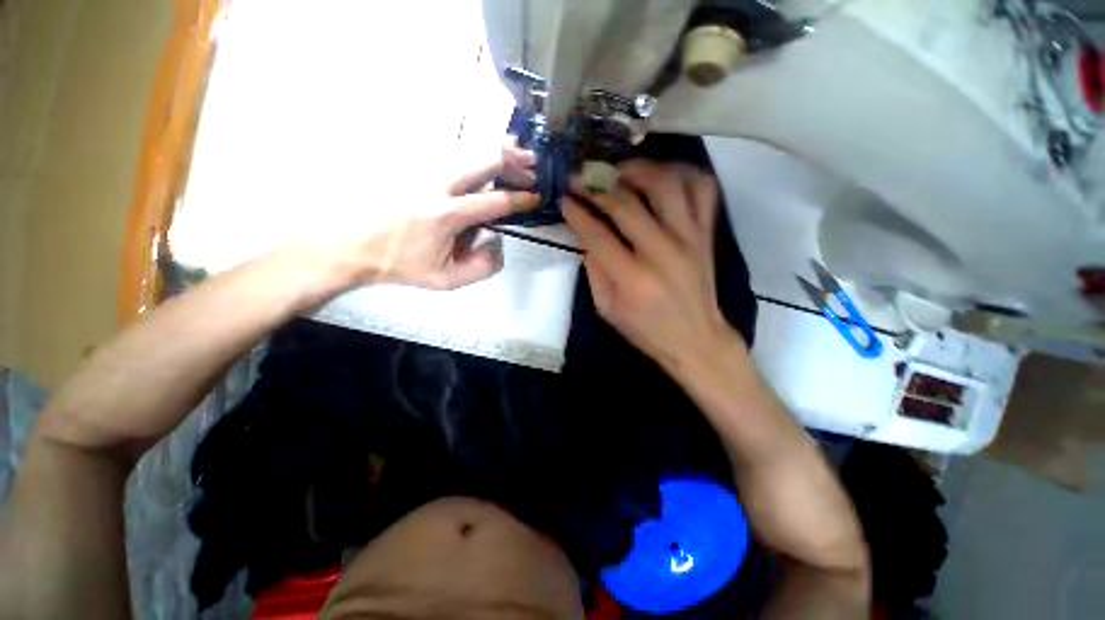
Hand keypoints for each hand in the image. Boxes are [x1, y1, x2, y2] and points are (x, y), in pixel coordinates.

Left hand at [328, 139, 538, 290]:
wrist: (354, 246)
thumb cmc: (402, 265)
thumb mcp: (446, 280)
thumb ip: (482, 267)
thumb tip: (498, 241)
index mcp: (447, 215)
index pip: (495, 202)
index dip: (520, 199)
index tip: (535, 197)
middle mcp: (437, 184)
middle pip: (484, 161)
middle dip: (513, 162)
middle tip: (532, 166)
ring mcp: (422, 169)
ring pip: (468, 148)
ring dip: (496, 149)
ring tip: (516, 151)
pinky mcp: (411, 163)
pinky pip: (450, 149)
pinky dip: (474, 148)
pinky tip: (484, 152)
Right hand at [563, 160, 737, 372]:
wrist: (695, 339)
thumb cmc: (645, 329)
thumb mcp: (606, 308)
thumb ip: (593, 269)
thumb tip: (585, 232)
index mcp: (633, 279)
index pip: (597, 234)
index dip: (576, 212)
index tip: (564, 197)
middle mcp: (663, 253)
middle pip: (627, 203)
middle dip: (597, 184)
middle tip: (581, 176)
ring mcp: (690, 238)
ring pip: (667, 183)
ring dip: (637, 170)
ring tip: (618, 171)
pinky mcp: (706, 233)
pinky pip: (702, 188)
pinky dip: (681, 172)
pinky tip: (660, 175)